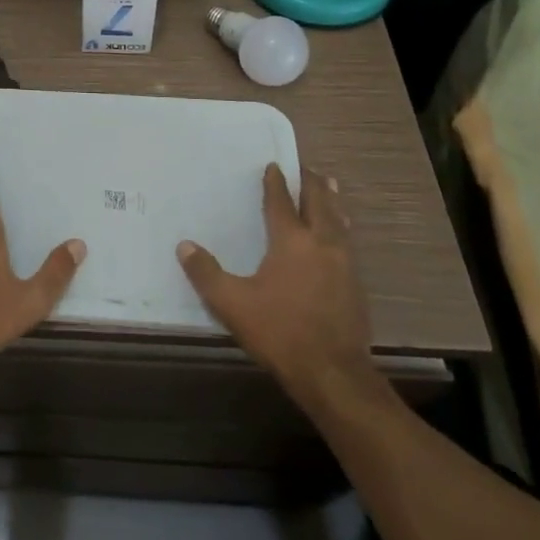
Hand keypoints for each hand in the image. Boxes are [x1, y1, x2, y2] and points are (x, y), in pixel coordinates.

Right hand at [177, 164, 383, 416]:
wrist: (335, 374)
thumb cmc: (281, 332)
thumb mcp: (233, 304)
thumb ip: (206, 274)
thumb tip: (183, 246)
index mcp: (291, 241)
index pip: (281, 202)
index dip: (275, 183)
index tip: (273, 166)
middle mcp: (321, 243)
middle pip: (319, 203)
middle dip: (311, 183)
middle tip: (305, 167)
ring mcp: (344, 264)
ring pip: (339, 221)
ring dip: (331, 201)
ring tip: (329, 187)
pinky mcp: (356, 285)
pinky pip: (347, 242)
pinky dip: (340, 226)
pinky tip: (338, 235)